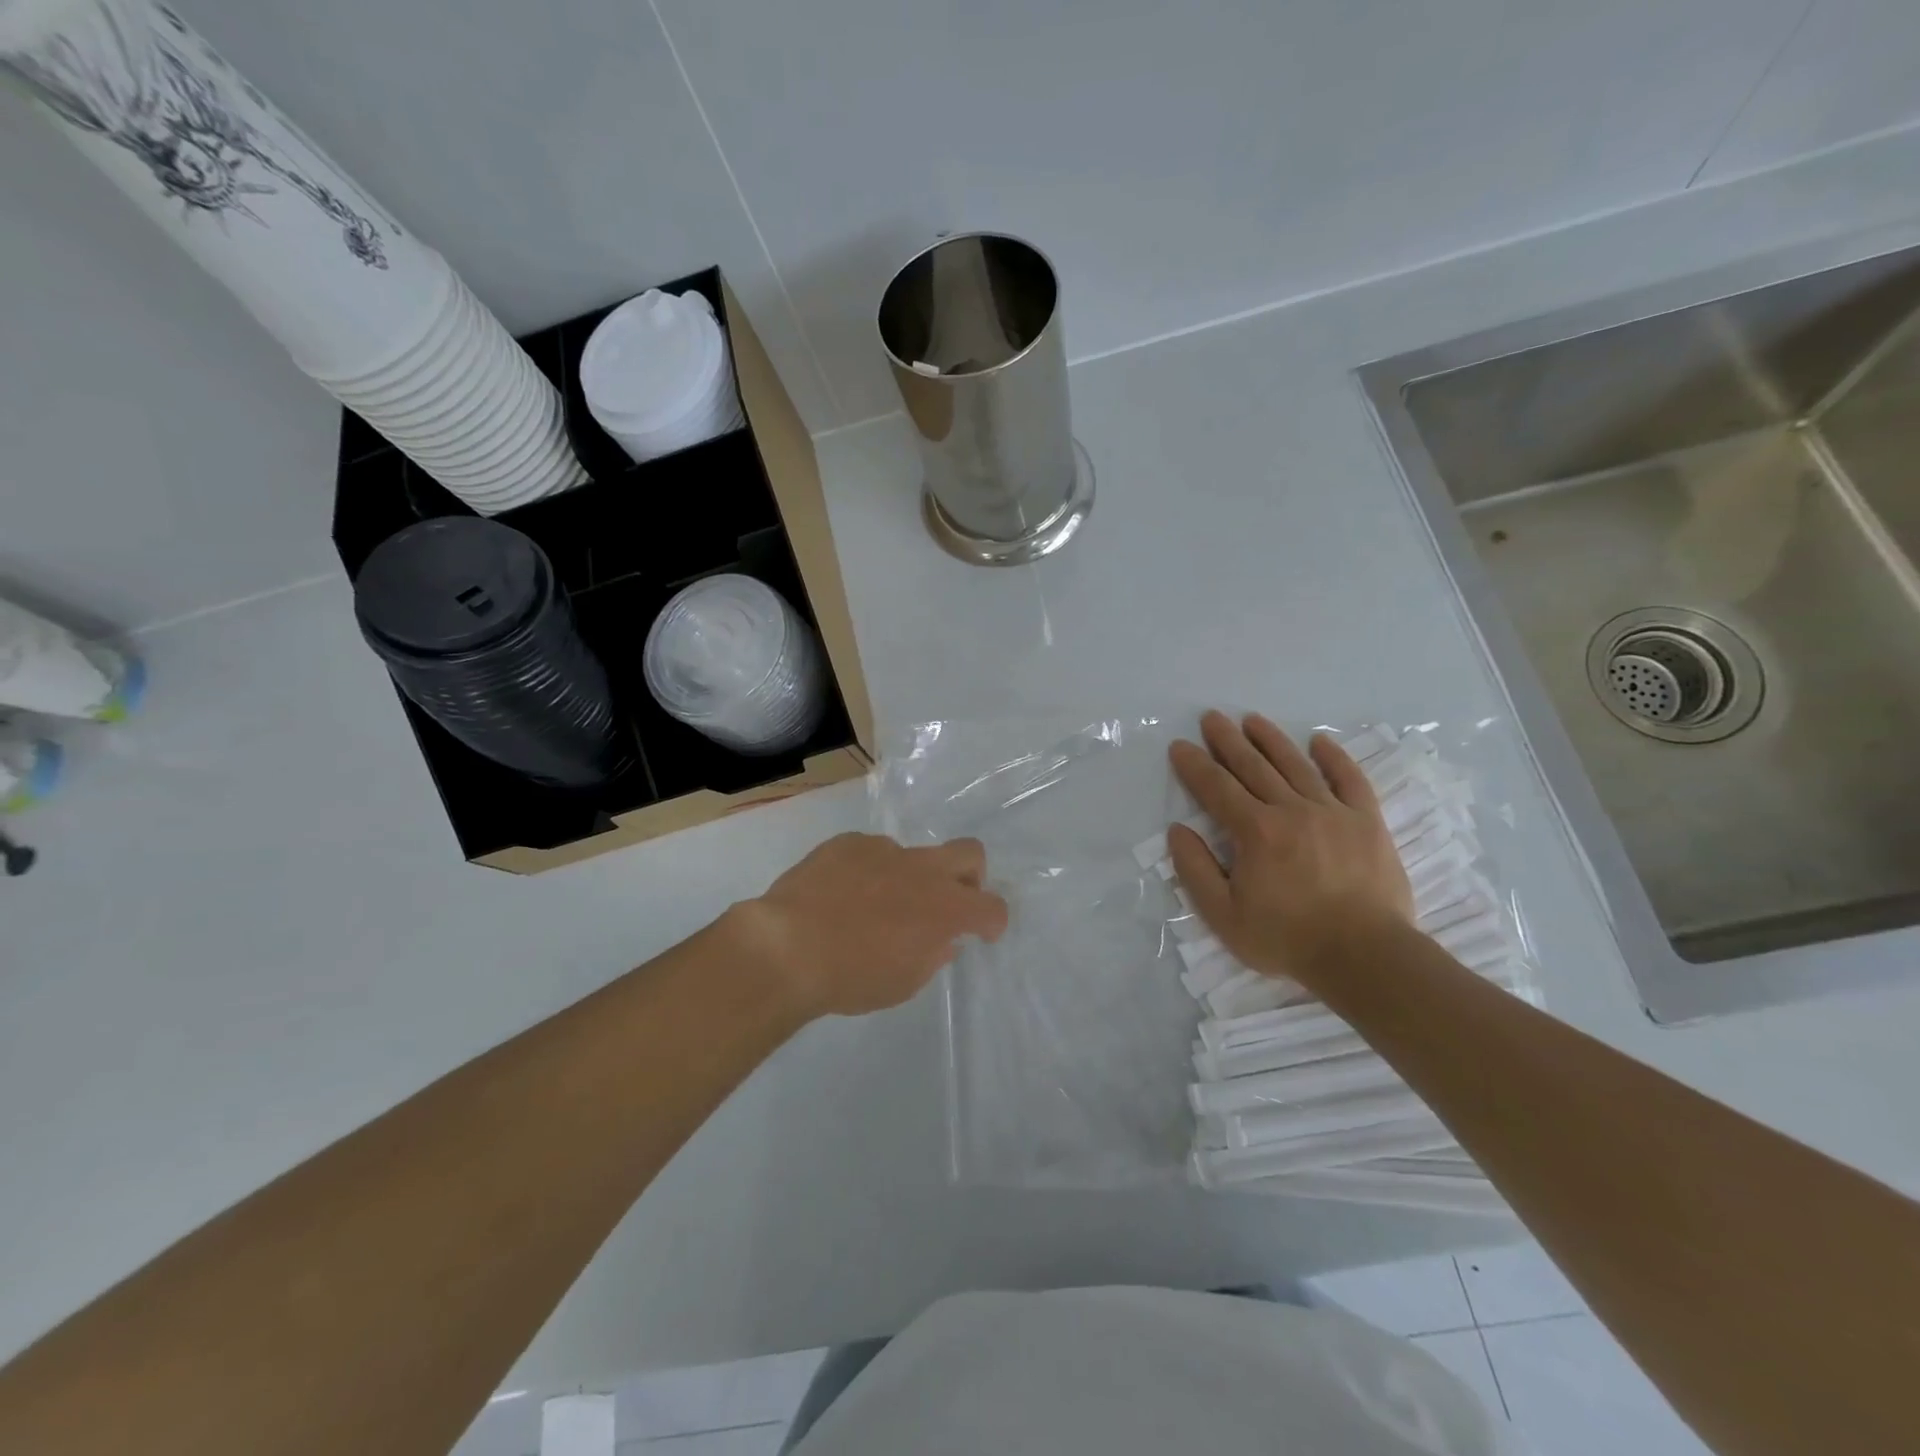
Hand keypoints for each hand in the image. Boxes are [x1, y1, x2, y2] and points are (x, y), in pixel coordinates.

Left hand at [733, 832, 1008, 1018]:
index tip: (981, 934)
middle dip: (970, 876)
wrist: (787, 946)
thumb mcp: (903, 983)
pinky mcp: (848, 843)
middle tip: (948, 901)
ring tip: (872, 907)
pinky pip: (870, 852)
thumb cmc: (852, 977)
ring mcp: (884, 850)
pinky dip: (867, 871)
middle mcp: (922, 870)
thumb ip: (931, 956)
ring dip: (906, 878)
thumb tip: (941, 940)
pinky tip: (840, 895)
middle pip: (970, 853)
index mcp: (945, 908)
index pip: (992, 906)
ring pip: (912, 855)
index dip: (993, 921)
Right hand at [1168, 710, 1411, 981]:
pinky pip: (1349, 779)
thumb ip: (1195, 870)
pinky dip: (1333, 757)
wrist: (1365, 956)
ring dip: (1270, 739)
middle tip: (1211, 717)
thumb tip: (1178, 830)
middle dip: (1227, 740)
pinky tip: (1319, 741)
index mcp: (1255, 831)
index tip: (1180, 746)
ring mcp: (1332, 811)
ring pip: (1295, 765)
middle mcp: (1291, 810)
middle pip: (1252, 766)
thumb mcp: (1223, 916)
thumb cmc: (1288, 939)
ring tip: (1252, 719)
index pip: (1216, 788)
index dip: (1194, 765)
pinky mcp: (1366, 821)